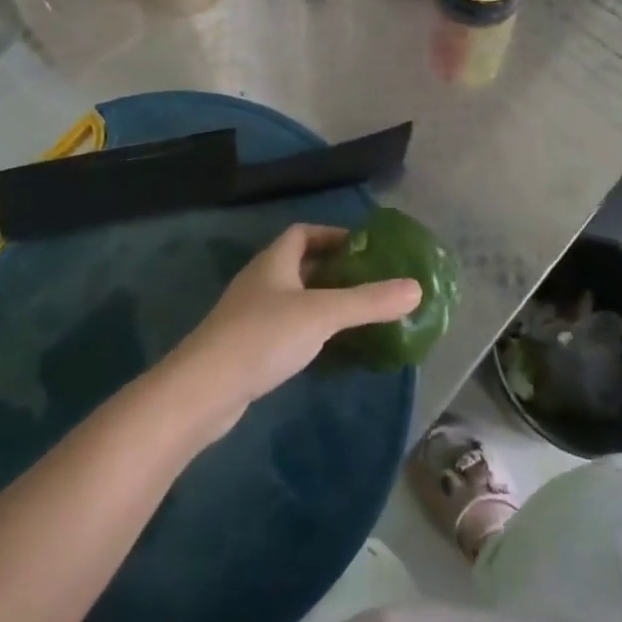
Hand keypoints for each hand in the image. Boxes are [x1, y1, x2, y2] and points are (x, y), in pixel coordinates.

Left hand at [168, 225, 421, 438]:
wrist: (204, 389)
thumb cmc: (264, 336)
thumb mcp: (323, 314)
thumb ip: (369, 301)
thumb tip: (417, 288)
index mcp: (275, 260)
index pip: (303, 232)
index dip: (333, 235)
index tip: (364, 250)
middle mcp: (261, 280)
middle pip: (300, 264)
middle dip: (333, 270)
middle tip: (369, 283)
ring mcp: (250, 314)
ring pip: (293, 298)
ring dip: (321, 302)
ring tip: (357, 315)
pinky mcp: (247, 347)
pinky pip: (285, 327)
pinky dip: (308, 330)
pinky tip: (327, 348)